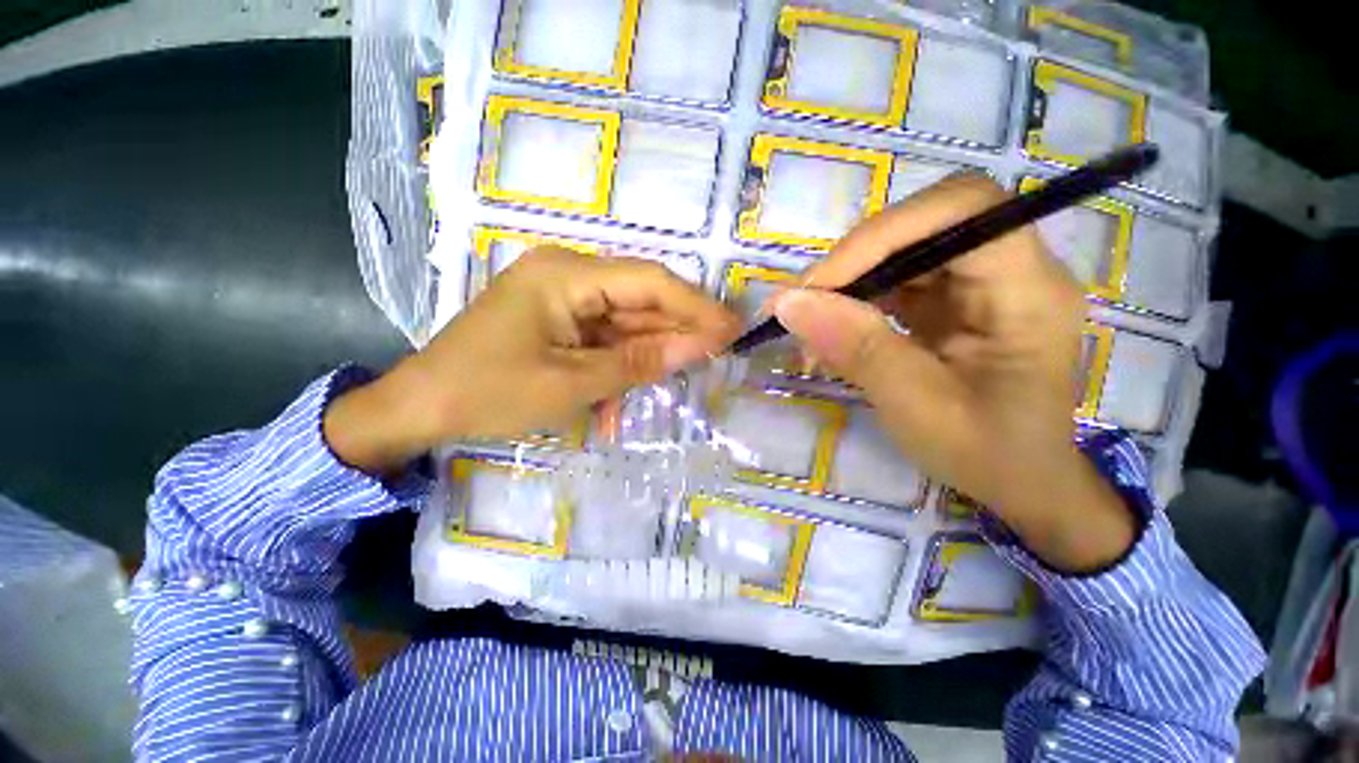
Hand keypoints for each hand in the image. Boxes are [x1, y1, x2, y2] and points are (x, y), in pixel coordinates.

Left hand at [324, 246, 739, 473]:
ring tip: (673, 383)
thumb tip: (700, 347)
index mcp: (567, 274)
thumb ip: (638, 362)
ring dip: (645, 355)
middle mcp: (568, 274)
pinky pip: (602, 337)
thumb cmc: (489, 393)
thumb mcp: (572, 383)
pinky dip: (618, 365)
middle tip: (716, 358)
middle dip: (676, 331)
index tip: (731, 330)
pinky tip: (618, 399)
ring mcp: (562, 297)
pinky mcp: (557, 320)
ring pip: (624, 321)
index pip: (650, 281)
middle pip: (640, 299)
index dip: (695, 306)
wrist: (420, 409)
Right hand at [772, 174, 1135, 572]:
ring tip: (806, 322)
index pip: (960, 210)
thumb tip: (789, 303)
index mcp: (1027, 291)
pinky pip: (894, 280)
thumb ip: (857, 348)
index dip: (885, 232)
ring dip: (846, 281)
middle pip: (923, 223)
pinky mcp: (950, 302)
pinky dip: (853, 300)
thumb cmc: (986, 453)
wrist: (1019, 481)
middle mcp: (1008, 270)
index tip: (822, 285)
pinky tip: (830, 330)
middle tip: (801, 304)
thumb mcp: (917, 406)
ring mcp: (977, 284)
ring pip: (901, 249)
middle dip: (854, 259)